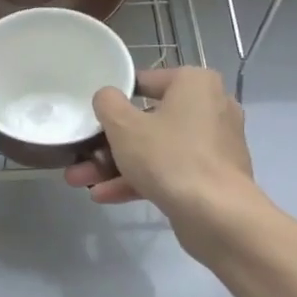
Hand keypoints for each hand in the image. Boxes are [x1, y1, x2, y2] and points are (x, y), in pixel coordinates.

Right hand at [64, 67, 257, 264]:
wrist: (217, 215)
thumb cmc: (168, 156)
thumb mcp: (123, 125)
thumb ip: (107, 103)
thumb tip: (107, 97)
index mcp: (195, 83)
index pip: (145, 82)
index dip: (113, 99)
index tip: (91, 116)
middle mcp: (210, 107)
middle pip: (147, 121)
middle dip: (108, 143)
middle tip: (79, 155)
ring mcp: (212, 145)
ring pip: (155, 150)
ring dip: (116, 166)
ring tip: (80, 181)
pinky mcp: (211, 177)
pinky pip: (169, 171)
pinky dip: (139, 180)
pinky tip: (104, 196)